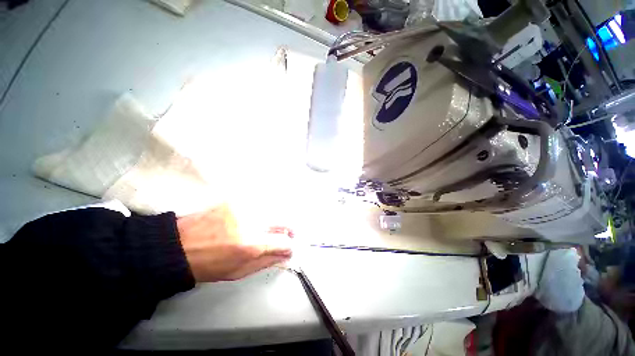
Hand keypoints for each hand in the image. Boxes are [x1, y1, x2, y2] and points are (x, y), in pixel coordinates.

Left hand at [177, 205, 292, 281]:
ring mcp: (245, 207)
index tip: (288, 249)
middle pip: (284, 220)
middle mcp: (252, 222)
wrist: (179, 246)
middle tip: (288, 234)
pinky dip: (265, 212)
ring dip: (278, 220)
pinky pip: (260, 204)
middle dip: (290, 229)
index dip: (289, 246)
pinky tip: (258, 219)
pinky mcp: (237, 200)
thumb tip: (286, 256)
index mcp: (252, 245)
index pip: (284, 241)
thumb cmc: (209, 265)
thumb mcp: (239, 272)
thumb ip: (267, 262)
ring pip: (274, 210)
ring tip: (272, 227)